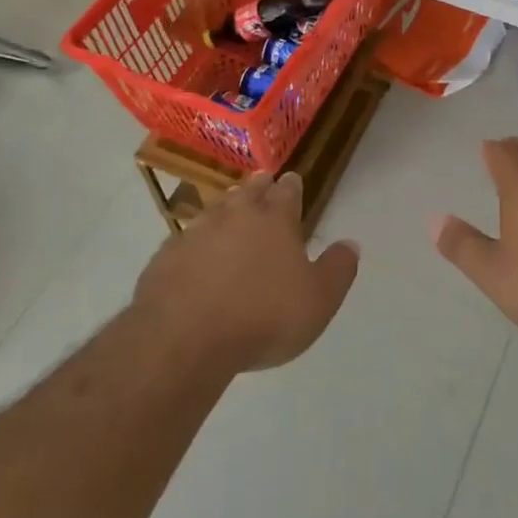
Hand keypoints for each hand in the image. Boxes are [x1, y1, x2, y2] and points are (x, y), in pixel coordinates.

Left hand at [133, 172, 358, 373]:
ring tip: (230, 211)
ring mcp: (196, 232)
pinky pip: (186, 240)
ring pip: (216, 209)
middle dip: (259, 186)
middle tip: (263, 183)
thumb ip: (338, 270)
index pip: (288, 191)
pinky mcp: (166, 256)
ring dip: (226, 208)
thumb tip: (351, 244)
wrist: (184, 338)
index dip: (292, 186)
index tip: (293, 180)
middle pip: (250, 190)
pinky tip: (195, 255)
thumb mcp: (318, 301)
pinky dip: (196, 242)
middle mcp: (235, 214)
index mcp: (275, 219)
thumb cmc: (262, 317)